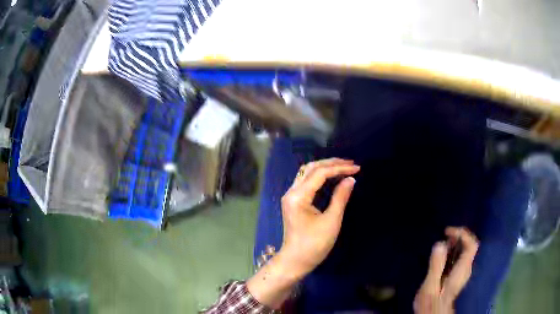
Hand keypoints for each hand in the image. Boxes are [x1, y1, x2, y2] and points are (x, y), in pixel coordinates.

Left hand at [280, 158, 359, 275]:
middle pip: (311, 168)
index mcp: (298, 196)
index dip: (339, 168)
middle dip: (331, 163)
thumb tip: (351, 179)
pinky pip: (306, 182)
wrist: (296, 261)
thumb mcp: (331, 221)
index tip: (356, 168)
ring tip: (344, 167)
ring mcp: (291, 196)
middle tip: (351, 163)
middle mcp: (291, 192)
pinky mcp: (294, 201)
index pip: (320, 173)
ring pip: (307, 173)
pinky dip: (320, 176)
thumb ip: (341, 197)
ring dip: (325, 167)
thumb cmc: (314, 245)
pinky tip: (332, 177)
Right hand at [414, 227, 478, 313]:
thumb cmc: (431, 302)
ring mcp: (463, 272)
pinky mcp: (458, 275)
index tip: (448, 232)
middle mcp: (466, 268)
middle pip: (469, 245)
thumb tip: (439, 244)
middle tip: (444, 234)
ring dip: (456, 243)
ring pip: (465, 251)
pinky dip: (453, 251)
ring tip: (442, 242)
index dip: (462, 234)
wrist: (433, 313)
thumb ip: (436, 265)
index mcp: (462, 269)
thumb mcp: (431, 285)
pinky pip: (460, 257)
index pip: (471, 245)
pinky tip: (443, 255)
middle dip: (459, 236)